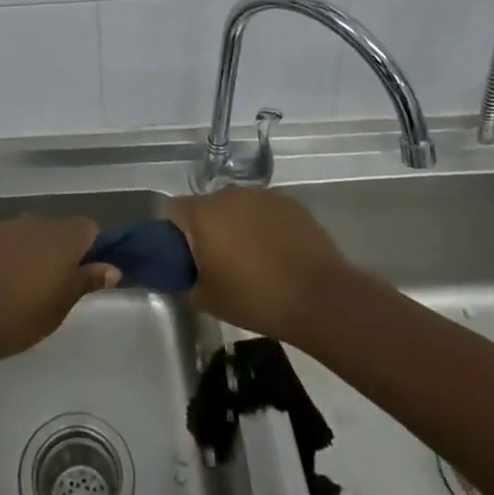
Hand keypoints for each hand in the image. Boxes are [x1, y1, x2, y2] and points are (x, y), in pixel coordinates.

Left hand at [0, 215, 120, 362]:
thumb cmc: (16, 315)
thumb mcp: (59, 307)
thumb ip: (86, 282)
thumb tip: (112, 268)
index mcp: (61, 236)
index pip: (89, 229)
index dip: (92, 251)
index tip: (86, 279)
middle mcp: (34, 222)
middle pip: (58, 231)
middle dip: (61, 255)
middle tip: (56, 291)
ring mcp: (4, 228)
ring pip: (29, 237)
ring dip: (32, 257)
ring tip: (24, 293)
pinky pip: (4, 244)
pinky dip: (7, 260)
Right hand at [169, 189, 359, 345]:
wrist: (320, 298)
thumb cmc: (256, 299)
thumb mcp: (207, 300)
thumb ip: (186, 280)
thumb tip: (185, 272)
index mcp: (202, 214)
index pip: (173, 210)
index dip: (174, 233)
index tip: (184, 257)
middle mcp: (228, 194)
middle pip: (206, 207)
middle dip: (207, 229)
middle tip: (217, 261)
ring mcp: (261, 195)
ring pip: (236, 207)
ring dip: (235, 225)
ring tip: (251, 259)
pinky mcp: (289, 202)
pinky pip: (263, 211)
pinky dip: (263, 226)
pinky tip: (276, 253)